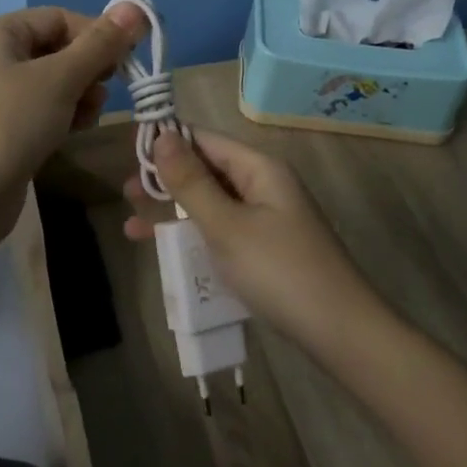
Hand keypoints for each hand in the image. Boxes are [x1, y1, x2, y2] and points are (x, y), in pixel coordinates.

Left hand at [0, 3, 147, 202]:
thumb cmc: (11, 124)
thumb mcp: (61, 79)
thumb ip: (100, 43)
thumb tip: (134, 8)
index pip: (59, 18)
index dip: (96, 34)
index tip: (123, 61)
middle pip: (56, 48)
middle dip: (88, 68)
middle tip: (105, 91)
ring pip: (51, 80)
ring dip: (79, 93)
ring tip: (88, 116)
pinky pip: (39, 107)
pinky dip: (62, 113)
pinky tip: (75, 131)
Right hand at [123, 129, 386, 355]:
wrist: (340, 332)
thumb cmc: (279, 271)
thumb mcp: (226, 225)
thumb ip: (191, 182)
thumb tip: (162, 135)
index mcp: (259, 168)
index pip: (205, 139)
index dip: (167, 142)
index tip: (128, 154)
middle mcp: (264, 184)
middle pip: (208, 169)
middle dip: (167, 180)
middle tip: (126, 194)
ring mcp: (268, 217)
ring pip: (212, 202)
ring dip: (175, 211)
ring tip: (133, 226)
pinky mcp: (268, 247)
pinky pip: (223, 228)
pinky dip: (195, 235)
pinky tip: (169, 251)